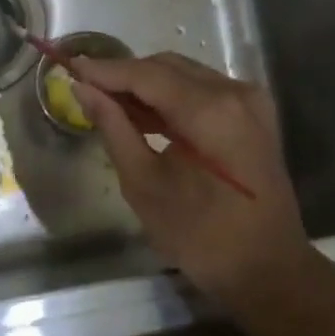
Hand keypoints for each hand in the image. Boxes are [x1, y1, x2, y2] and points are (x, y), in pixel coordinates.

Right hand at [73, 52, 319, 312]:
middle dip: (124, 76)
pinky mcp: (254, 117)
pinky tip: (143, 118)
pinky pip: (203, 92)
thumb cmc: (199, 235)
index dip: (104, 70)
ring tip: (108, 107)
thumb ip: (113, 128)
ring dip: (146, 87)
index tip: (69, 69)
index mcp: (209, 110)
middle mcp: (234, 93)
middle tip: (85, 92)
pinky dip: (171, 99)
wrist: (265, 268)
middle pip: (167, 67)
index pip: (145, 74)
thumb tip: (83, 90)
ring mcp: (250, 103)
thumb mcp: (144, 183)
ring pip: (185, 76)